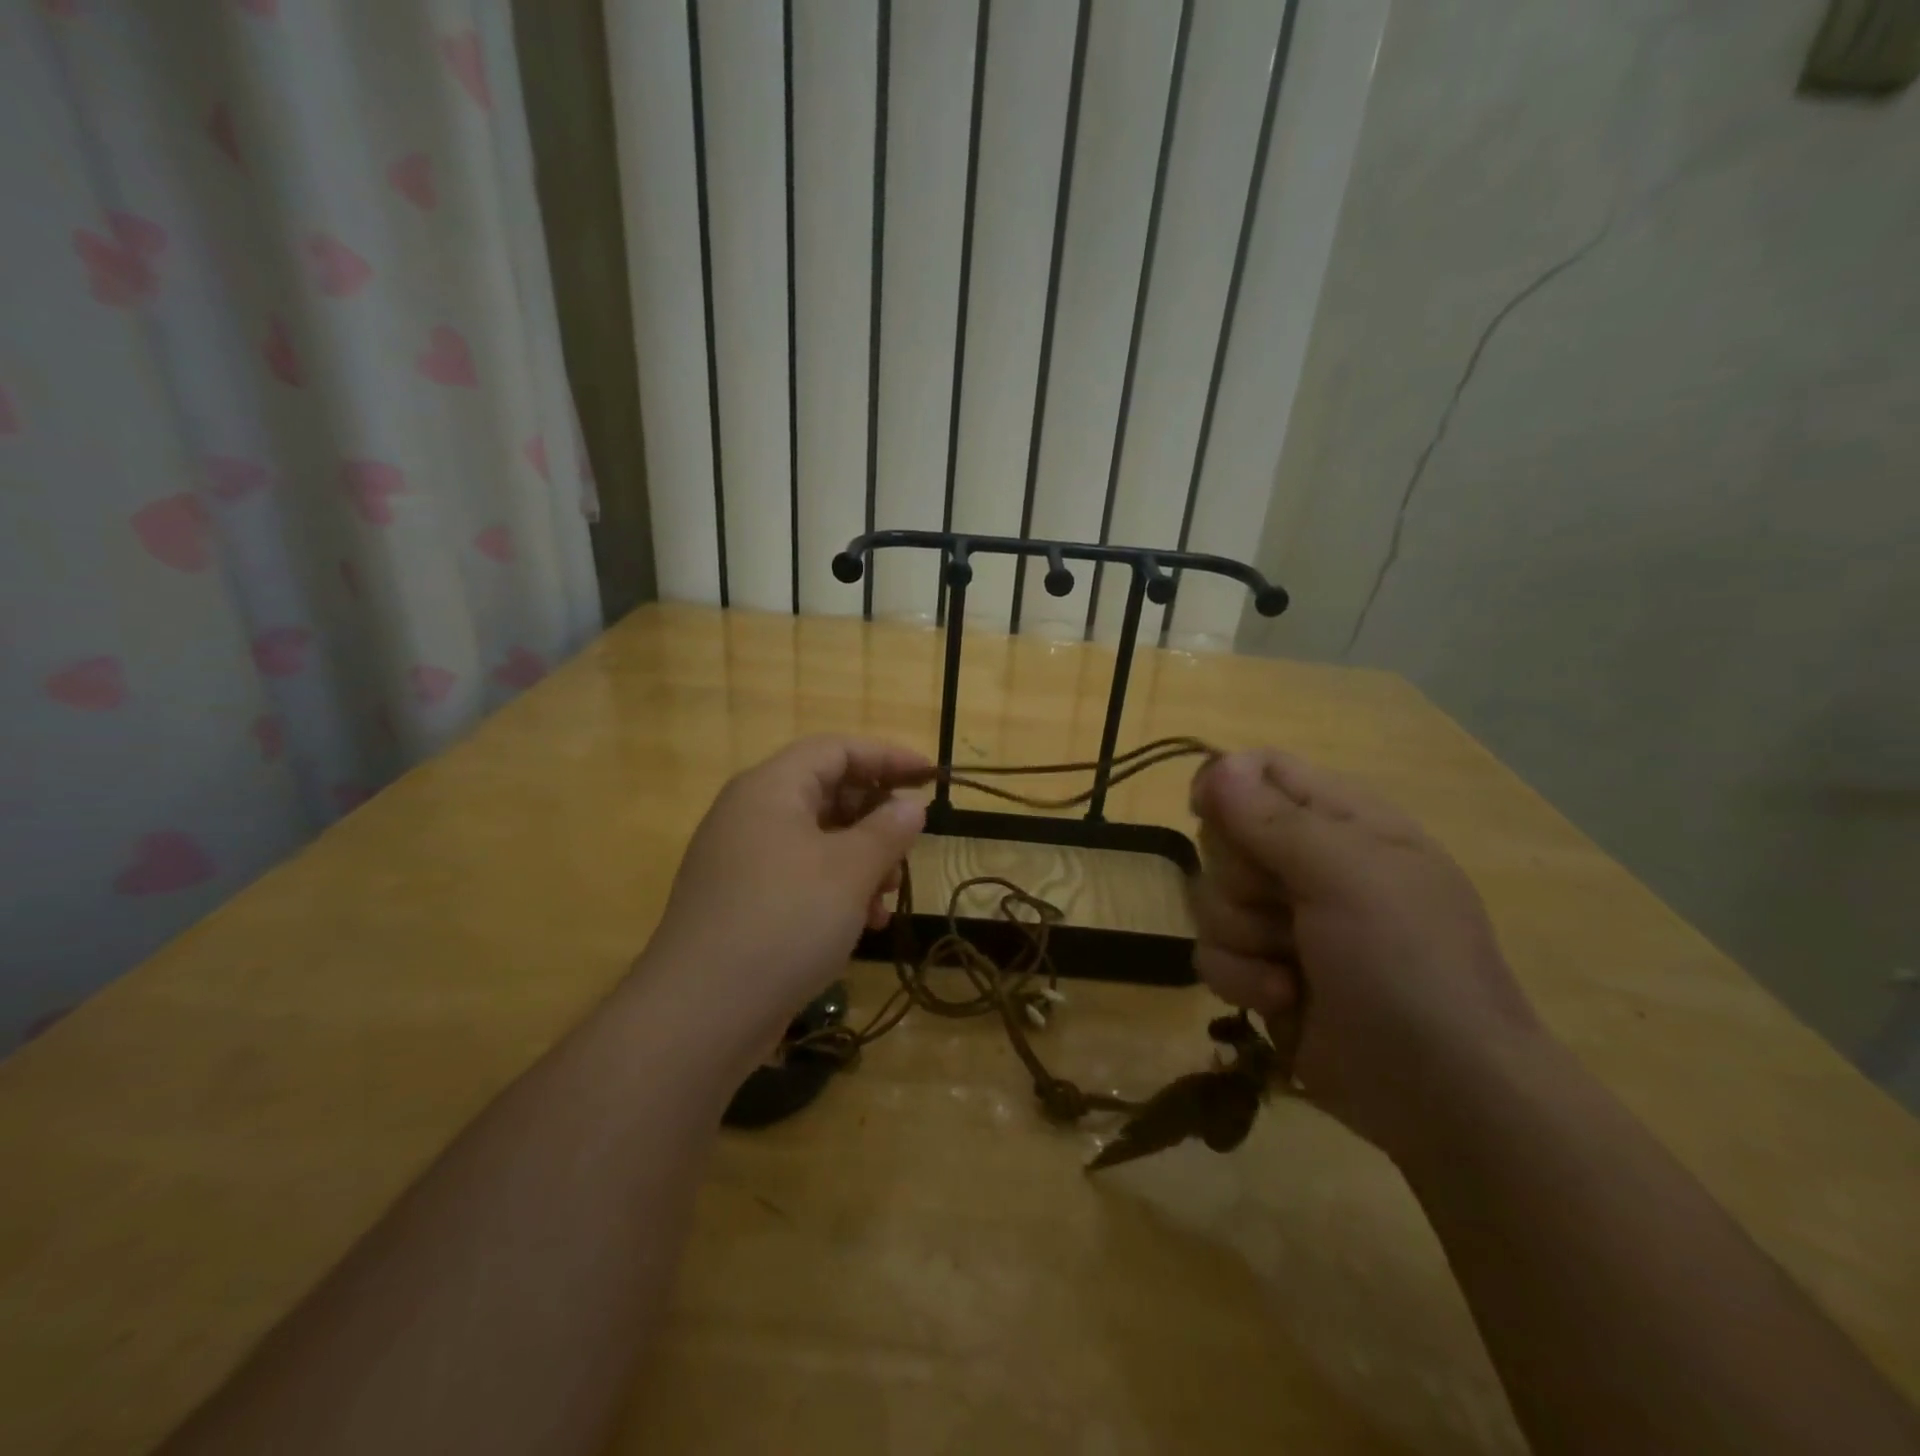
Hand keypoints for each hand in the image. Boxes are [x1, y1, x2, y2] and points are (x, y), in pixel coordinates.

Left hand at [644, 736, 929, 1049]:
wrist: (700, 1015)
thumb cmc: (784, 922)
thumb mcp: (850, 871)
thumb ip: (888, 830)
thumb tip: (910, 805)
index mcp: (771, 789)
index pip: (836, 749)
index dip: (887, 757)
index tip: (931, 777)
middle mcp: (751, 814)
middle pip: (827, 792)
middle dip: (876, 819)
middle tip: (908, 849)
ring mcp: (742, 860)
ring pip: (818, 840)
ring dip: (862, 861)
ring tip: (887, 898)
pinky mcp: (741, 902)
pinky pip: (800, 876)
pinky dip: (837, 889)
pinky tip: (863, 925)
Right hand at [1187, 749, 1543, 1156]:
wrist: (1442, 1094)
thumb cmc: (1408, 964)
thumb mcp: (1348, 876)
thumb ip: (1274, 819)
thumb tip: (1215, 767)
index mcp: (1342, 822)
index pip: (1263, 770)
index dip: (1226, 783)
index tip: (1206, 811)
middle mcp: (1306, 863)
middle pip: (1223, 835)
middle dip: (1240, 876)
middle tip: (1285, 906)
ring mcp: (1282, 921)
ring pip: (1210, 897)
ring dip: (1242, 936)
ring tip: (1292, 968)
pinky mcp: (1260, 972)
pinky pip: (1210, 952)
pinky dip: (1240, 978)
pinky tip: (1282, 1000)